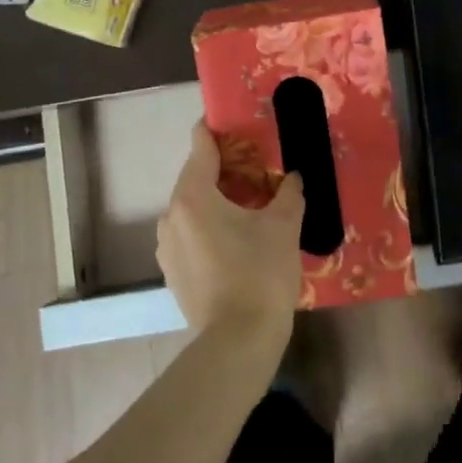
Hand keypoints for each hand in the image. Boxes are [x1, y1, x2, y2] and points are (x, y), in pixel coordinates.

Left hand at [157, 123, 304, 346]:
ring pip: (192, 208)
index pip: (200, 146)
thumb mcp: (283, 226)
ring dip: (216, 200)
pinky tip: (235, 240)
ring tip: (248, 205)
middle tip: (255, 167)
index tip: (232, 122)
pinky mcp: (172, 272)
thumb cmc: (260, 273)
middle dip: (223, 169)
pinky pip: (190, 234)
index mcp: (193, 195)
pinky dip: (209, 227)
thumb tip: (293, 178)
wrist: (239, 341)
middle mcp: (172, 215)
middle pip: (195, 177)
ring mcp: (167, 247)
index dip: (214, 129)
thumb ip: (289, 193)